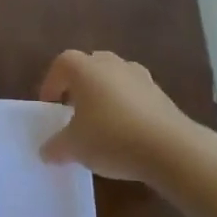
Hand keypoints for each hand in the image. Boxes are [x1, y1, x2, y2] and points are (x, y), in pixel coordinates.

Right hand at [39, 49, 194, 182]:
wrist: (170, 148)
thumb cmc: (110, 137)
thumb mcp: (73, 147)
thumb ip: (55, 147)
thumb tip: (46, 152)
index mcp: (85, 69)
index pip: (61, 64)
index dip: (51, 84)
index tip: (50, 108)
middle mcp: (112, 64)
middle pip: (89, 66)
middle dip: (79, 86)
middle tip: (73, 111)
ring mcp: (141, 77)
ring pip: (114, 79)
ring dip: (104, 95)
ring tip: (100, 123)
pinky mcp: (161, 94)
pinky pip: (135, 94)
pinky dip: (126, 107)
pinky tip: (125, 133)